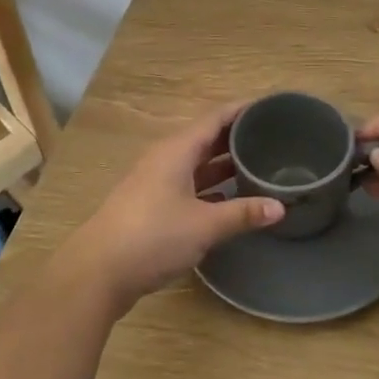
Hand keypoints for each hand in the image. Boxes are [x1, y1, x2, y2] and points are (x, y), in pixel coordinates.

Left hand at [57, 102, 284, 311]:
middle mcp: (166, 158)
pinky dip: (211, 186)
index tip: (271, 107)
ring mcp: (156, 182)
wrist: (98, 271)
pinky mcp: (152, 205)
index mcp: (178, 150)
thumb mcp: (205, 225)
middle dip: (237, 136)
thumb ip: (243, 213)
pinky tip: (230, 198)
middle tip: (275, 137)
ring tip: (259, 164)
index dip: (242, 110)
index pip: (215, 117)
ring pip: (197, 163)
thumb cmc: (153, 236)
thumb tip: (280, 207)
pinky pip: (189, 184)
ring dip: (224, 164)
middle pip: (206, 138)